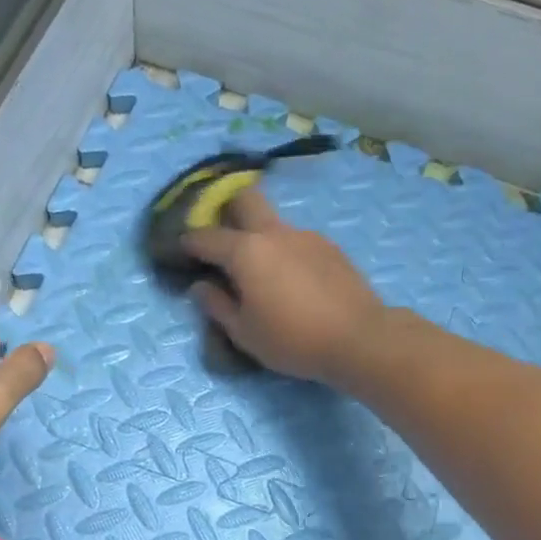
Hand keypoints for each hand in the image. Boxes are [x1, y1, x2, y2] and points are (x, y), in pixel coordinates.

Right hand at [182, 189, 387, 384]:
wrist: (360, 338)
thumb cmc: (293, 340)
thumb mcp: (244, 333)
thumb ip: (217, 306)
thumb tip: (200, 286)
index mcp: (246, 251)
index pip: (206, 237)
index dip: (189, 242)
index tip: (181, 250)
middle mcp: (275, 232)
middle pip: (246, 199)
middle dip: (227, 210)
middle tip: (222, 240)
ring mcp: (307, 236)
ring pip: (274, 222)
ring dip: (260, 237)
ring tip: (262, 272)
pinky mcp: (331, 248)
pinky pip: (297, 241)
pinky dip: (285, 252)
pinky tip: (292, 281)